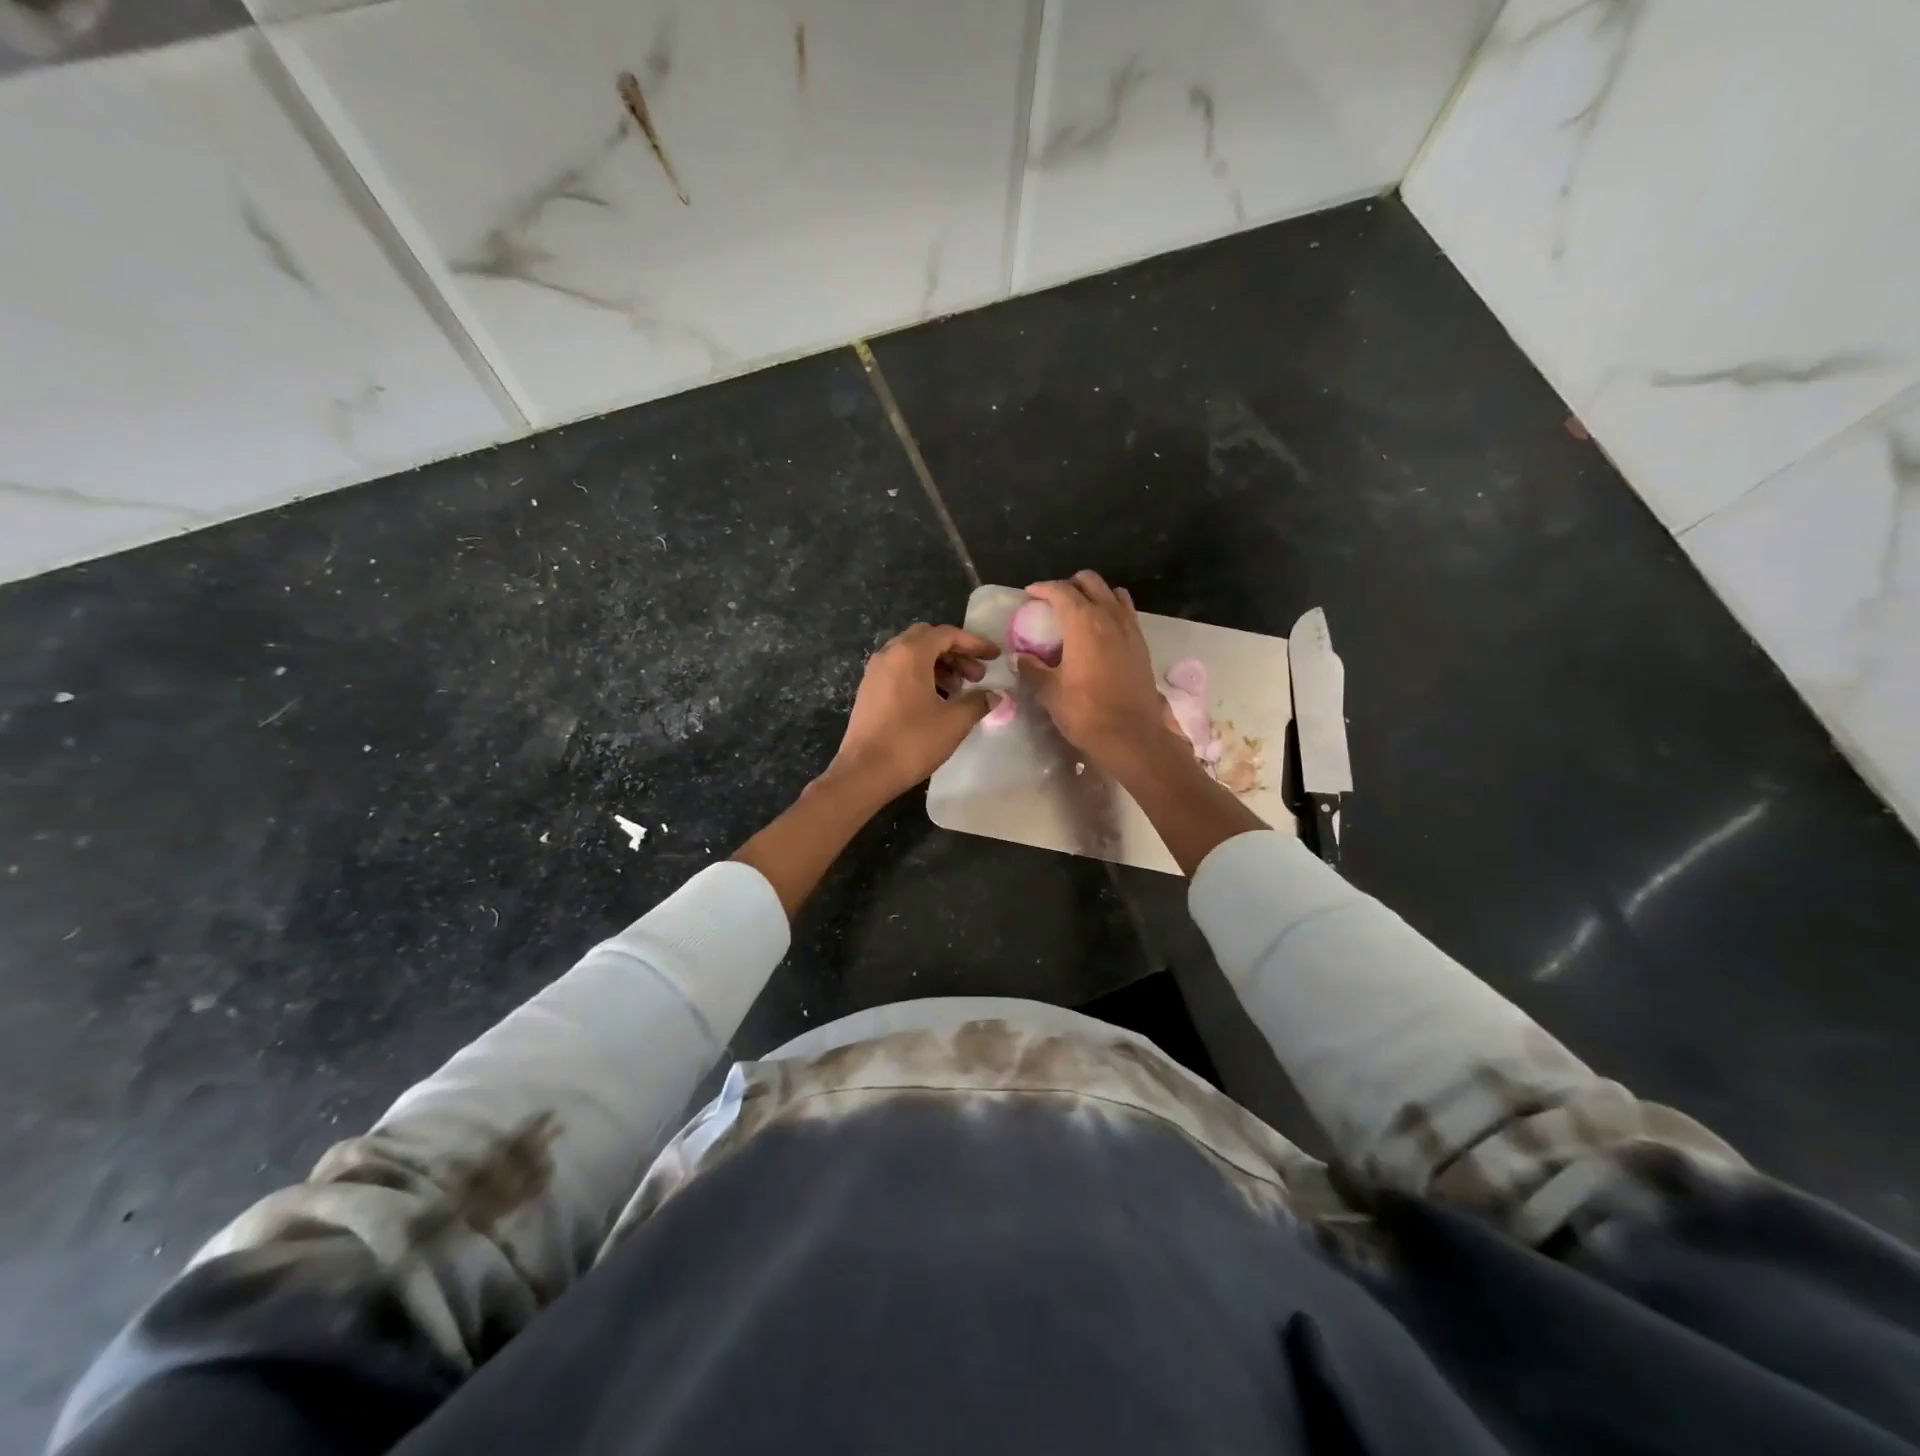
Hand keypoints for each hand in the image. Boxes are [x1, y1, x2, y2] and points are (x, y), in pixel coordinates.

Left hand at [828, 623, 1000, 800]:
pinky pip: (899, 670)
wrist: (864, 771)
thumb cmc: (912, 742)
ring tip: (958, 690)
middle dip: (955, 652)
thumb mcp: (954, 722)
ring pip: (911, 655)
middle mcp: (889, 654)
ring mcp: (875, 672)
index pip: (947, 634)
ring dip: (939, 665)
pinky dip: (920, 676)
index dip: (974, 643)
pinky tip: (935, 701)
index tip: (994, 657)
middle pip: (927, 639)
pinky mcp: (868, 690)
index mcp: (910, 654)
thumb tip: (994, 695)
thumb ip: (977, 702)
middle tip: (976, 675)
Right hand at [1016, 571, 1178, 773]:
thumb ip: (1032, 669)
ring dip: (1094, 594)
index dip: (1043, 588)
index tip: (1030, 593)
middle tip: (1053, 601)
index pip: (1061, 592)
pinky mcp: (1141, 644)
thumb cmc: (1085, 713)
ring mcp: (1130, 628)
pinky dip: (1112, 609)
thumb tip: (1019, 658)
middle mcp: (1109, 616)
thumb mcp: (1050, 692)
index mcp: (1083, 623)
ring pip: (1112, 593)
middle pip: (1090, 582)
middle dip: (1069, 585)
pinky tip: (1102, 629)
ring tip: (1079, 611)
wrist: (1131, 736)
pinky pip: (1127, 612)